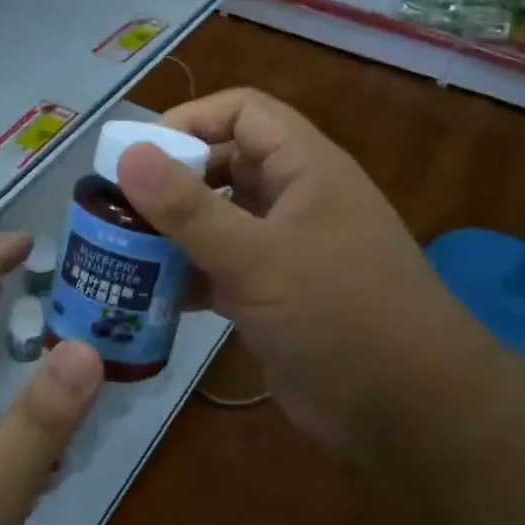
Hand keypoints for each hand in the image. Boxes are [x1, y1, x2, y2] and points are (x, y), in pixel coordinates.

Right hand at [116, 88, 497, 447]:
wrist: (407, 412)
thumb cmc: (341, 315)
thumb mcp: (259, 258)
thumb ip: (190, 209)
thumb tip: (128, 155)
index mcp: (305, 168)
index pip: (242, 112)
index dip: (189, 120)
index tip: (137, 156)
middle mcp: (293, 199)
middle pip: (223, 165)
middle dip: (171, 180)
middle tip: (117, 206)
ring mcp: (283, 249)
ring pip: (217, 220)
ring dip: (172, 231)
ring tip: (121, 248)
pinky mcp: (271, 295)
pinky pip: (219, 267)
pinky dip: (186, 274)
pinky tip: (150, 294)